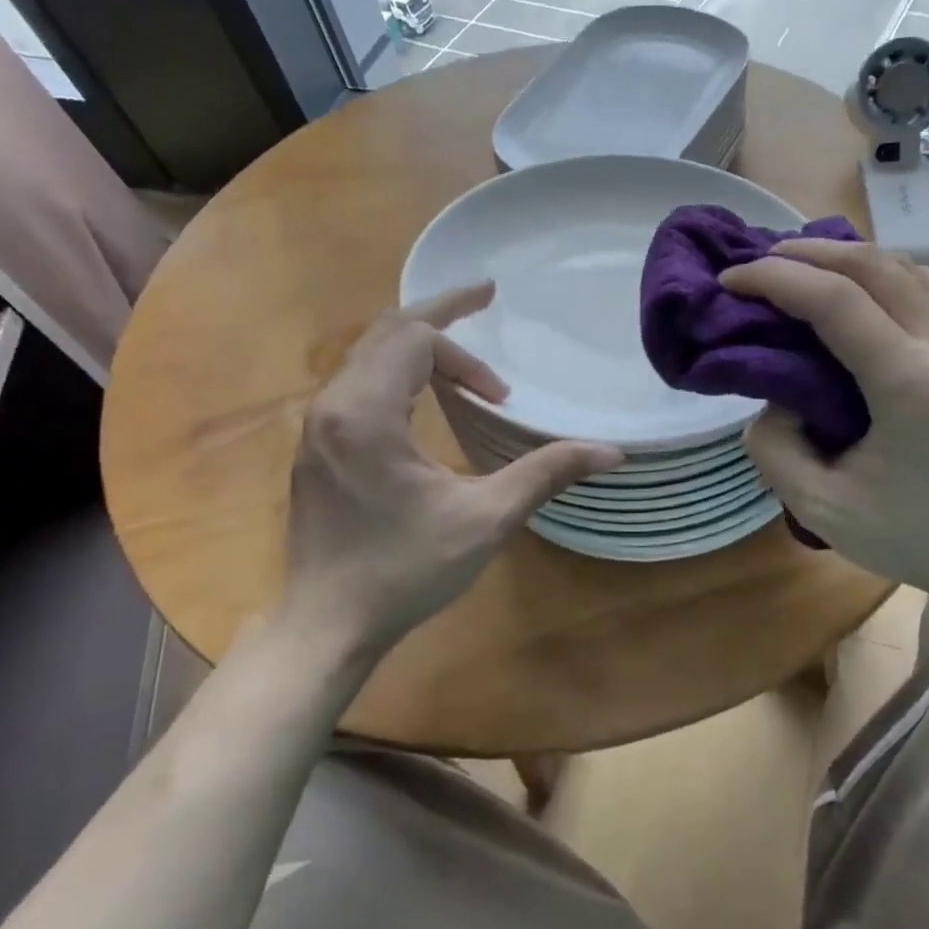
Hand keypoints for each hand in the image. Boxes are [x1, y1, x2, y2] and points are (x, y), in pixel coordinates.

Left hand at [275, 285, 621, 659]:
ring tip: (466, 366)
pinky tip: (426, 399)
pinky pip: (356, 384)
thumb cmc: (406, 572)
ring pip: (366, 356)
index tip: (501, 360)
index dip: (463, 340)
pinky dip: (396, 373)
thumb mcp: (486, 519)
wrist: (327, 626)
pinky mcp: (316, 448)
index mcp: (367, 414)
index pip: (414, 338)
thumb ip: (546, 473)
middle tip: (483, 302)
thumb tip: (612, 452)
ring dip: (417, 349)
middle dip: (438, 318)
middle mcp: (332, 407)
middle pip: (385, 333)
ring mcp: (317, 428)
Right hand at [719, 241, 928, 610]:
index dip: (775, 280)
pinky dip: (879, 271)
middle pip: (871, 265)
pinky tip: (854, 287)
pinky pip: (925, 285)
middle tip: (756, 263)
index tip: (731, 281)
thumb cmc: (914, 534)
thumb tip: (775, 399)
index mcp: (909, 383)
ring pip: (903, 265)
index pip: (835, 300)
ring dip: (843, 257)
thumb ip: (776, 448)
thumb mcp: (822, 508)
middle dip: (805, 253)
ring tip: (797, 267)